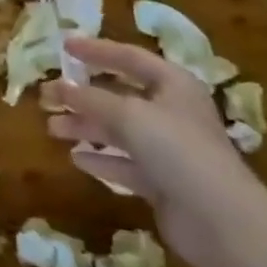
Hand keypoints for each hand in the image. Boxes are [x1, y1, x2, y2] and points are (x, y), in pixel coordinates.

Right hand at [40, 36, 266, 266]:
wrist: (220, 219)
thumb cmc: (176, 148)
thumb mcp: (129, 114)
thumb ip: (90, 98)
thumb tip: (59, 87)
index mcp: (173, 84)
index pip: (129, 57)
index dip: (96, 50)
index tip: (64, 46)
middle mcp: (172, 112)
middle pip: (120, 95)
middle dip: (83, 95)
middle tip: (47, 96)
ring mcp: (169, 149)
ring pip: (119, 131)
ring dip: (86, 127)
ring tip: (52, 128)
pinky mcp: (163, 182)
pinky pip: (125, 163)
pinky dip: (102, 159)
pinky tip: (76, 158)